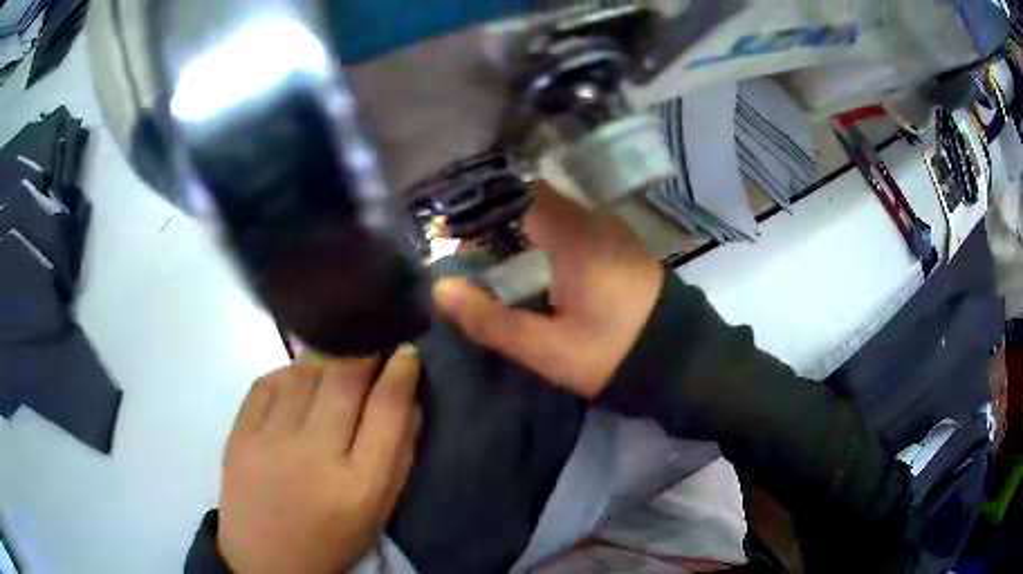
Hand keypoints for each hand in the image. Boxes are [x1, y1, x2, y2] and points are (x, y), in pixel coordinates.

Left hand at [217, 348, 421, 573]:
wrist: (265, 559)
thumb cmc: (332, 538)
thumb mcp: (379, 509)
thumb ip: (399, 454)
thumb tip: (406, 395)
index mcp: (359, 484)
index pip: (386, 408)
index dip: (401, 372)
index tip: (406, 352)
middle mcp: (314, 456)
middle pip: (344, 379)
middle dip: (364, 351)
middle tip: (373, 343)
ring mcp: (270, 442)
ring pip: (304, 372)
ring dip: (327, 358)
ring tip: (336, 361)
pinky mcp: (239, 435)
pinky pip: (268, 382)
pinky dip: (289, 372)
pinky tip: (298, 380)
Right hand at [433, 183, 663, 397]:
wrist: (679, 362)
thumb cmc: (612, 353)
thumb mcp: (548, 348)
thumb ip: (492, 320)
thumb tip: (441, 290)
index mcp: (577, 237)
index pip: (523, 195)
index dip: (485, 202)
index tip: (453, 220)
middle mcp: (596, 222)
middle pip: (536, 203)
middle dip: (497, 219)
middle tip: (459, 241)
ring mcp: (612, 232)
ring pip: (555, 216)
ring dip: (521, 230)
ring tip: (484, 252)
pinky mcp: (621, 247)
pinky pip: (573, 230)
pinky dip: (544, 240)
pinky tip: (527, 264)